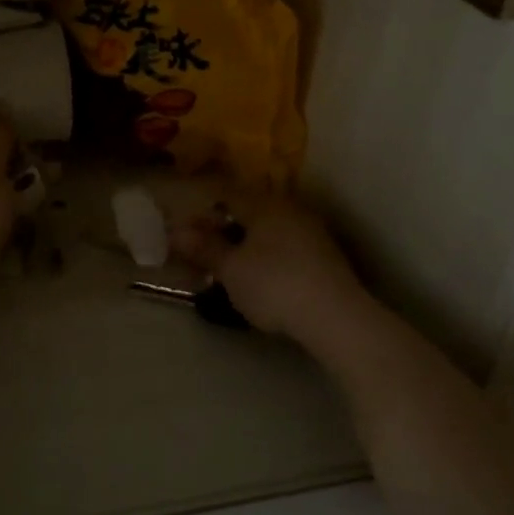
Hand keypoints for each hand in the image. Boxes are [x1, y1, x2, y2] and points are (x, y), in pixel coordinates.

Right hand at [169, 191, 372, 343]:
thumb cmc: (274, 285)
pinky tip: (263, 282)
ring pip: (269, 233)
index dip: (203, 215)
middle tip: (206, 257)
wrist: (336, 317)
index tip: (187, 237)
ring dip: (248, 247)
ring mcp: (312, 232)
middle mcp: (289, 210)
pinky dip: (269, 259)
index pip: (227, 197)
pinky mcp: (326, 257)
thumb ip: (205, 248)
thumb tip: (177, 232)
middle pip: (249, 214)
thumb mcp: (231, 270)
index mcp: (264, 204)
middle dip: (226, 232)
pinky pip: (287, 249)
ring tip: (232, 273)